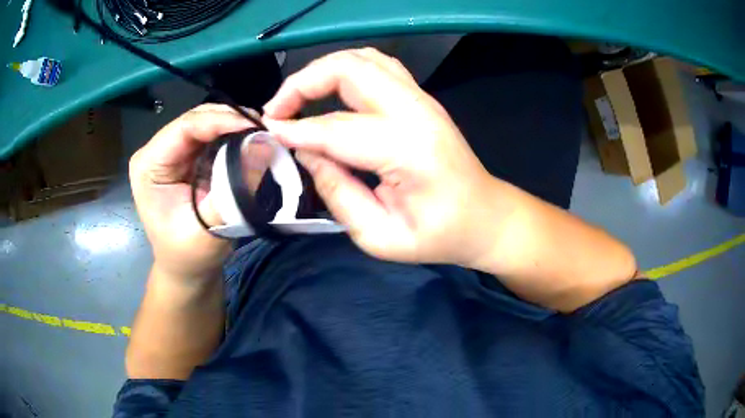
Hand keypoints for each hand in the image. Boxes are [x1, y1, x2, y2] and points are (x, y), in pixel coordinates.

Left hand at [129, 104, 253, 279]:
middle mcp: (157, 151)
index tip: (256, 125)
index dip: (221, 120)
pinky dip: (233, 138)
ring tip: (262, 135)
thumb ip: (234, 188)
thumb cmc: (189, 255)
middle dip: (231, 120)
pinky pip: (213, 138)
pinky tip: (250, 143)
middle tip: (265, 129)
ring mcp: (172, 153)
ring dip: (234, 127)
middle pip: (196, 120)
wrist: (186, 269)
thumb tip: (264, 145)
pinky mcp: (187, 158)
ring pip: (207, 124)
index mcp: (149, 165)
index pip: (185, 128)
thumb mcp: (209, 228)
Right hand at [263, 48, 504, 266]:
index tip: (265, 133)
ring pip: (362, 59)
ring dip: (322, 72)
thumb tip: (304, 153)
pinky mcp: (421, 97)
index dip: (295, 130)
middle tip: (277, 112)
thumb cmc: (438, 236)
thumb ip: (337, 194)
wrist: (484, 216)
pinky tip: (329, 93)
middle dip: (302, 83)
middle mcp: (416, 111)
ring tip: (296, 101)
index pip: (337, 128)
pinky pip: (376, 65)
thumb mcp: (381, 237)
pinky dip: (344, 70)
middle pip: (349, 69)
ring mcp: (422, 98)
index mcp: (410, 150)